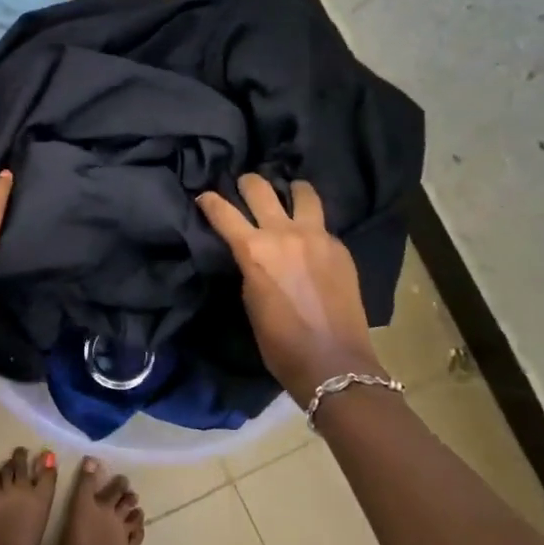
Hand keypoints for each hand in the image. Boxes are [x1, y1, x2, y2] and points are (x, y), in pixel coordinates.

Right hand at [196, 173, 389, 399]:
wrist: (332, 361)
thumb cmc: (279, 342)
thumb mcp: (250, 300)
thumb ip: (249, 266)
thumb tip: (251, 253)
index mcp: (254, 249)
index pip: (223, 212)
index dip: (208, 201)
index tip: (203, 196)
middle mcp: (284, 233)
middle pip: (261, 189)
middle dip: (247, 182)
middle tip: (245, 184)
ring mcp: (317, 237)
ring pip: (303, 193)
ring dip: (290, 189)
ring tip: (289, 191)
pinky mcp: (340, 247)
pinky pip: (322, 224)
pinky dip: (311, 223)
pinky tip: (310, 237)